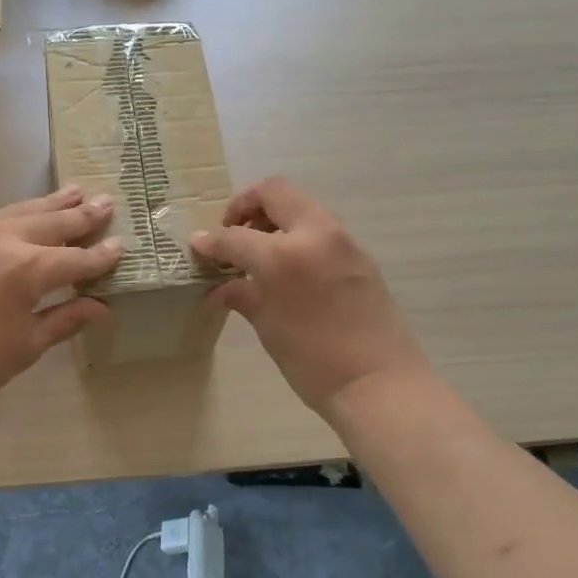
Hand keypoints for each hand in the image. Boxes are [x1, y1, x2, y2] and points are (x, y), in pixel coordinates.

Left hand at [0, 185, 120, 414]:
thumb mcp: (28, 344)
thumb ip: (67, 318)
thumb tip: (101, 307)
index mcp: (29, 270)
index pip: (76, 259)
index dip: (101, 255)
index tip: (121, 245)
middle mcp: (5, 241)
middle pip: (52, 224)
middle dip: (82, 216)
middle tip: (106, 203)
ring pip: (21, 212)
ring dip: (51, 204)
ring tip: (75, 191)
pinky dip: (17, 215)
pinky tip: (27, 214)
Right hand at [191, 177, 428, 418]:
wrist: (379, 384)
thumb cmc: (314, 362)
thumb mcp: (269, 327)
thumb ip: (242, 295)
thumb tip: (219, 286)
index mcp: (284, 255)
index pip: (236, 235)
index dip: (211, 240)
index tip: (197, 246)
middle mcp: (315, 235)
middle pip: (275, 192)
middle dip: (246, 206)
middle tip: (233, 234)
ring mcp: (343, 241)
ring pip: (301, 205)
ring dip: (275, 217)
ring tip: (259, 252)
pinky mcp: (360, 255)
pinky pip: (320, 228)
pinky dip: (297, 234)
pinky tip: (289, 269)